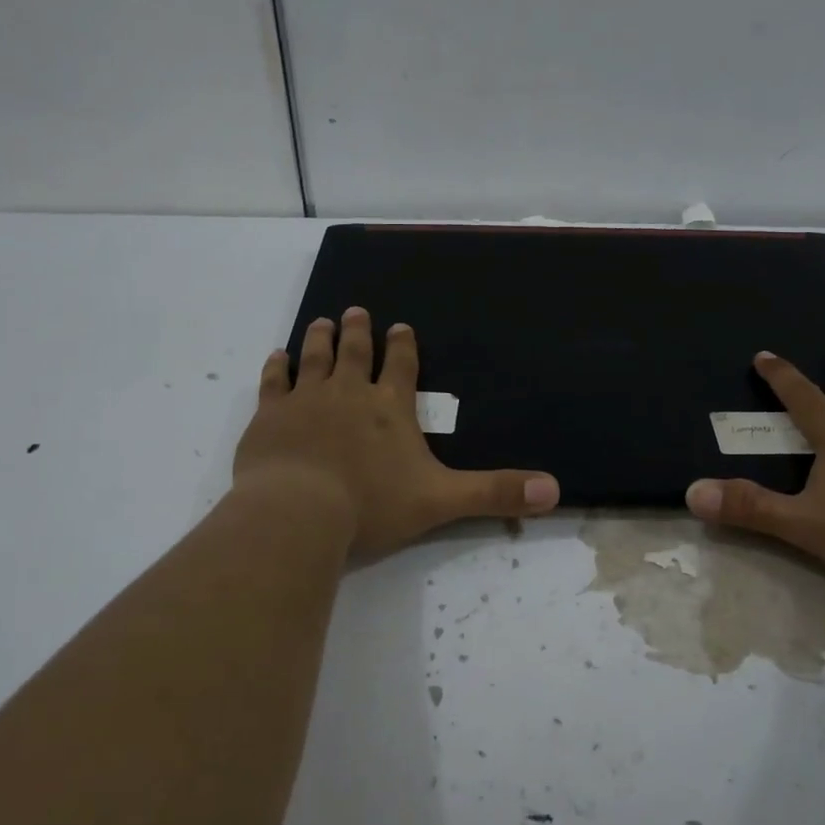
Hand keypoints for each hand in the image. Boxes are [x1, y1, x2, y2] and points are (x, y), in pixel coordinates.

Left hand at [233, 307, 560, 560]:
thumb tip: (555, 490)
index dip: (403, 346)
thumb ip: (496, 492)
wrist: (299, 513)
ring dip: (320, 339)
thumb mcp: (443, 500)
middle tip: (355, 311)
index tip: (400, 327)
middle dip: (358, 331)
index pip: (401, 366)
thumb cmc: (373, 505)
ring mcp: (306, 401)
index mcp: (390, 407)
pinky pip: (274, 383)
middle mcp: (349, 393)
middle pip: (355, 352)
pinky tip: (277, 357)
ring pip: (315, 358)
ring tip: (322, 321)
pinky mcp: (270, 417)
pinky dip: (277, 368)